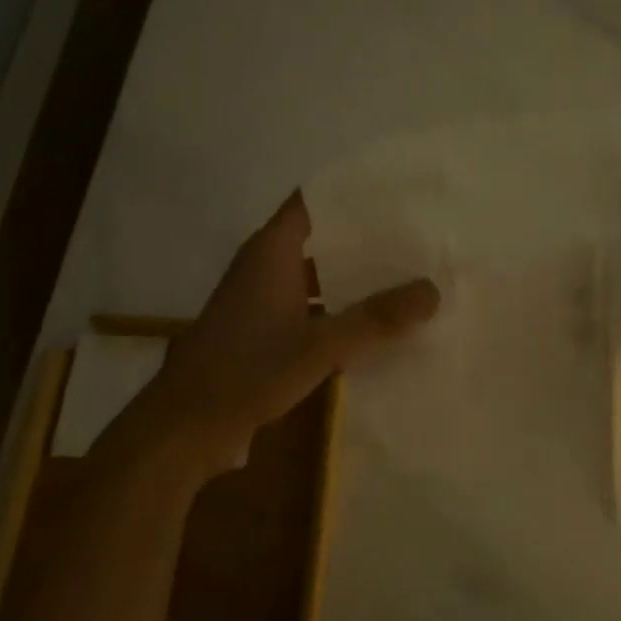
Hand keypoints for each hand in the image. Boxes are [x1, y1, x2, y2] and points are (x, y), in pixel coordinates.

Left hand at [119, 193, 440, 475]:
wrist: (188, 426)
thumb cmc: (249, 370)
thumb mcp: (320, 345)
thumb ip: (376, 318)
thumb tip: (433, 290)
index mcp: (271, 252)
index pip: (313, 202)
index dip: (351, 194)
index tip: (397, 194)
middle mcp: (264, 267)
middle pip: (321, 239)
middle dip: (365, 240)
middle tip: (417, 239)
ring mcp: (261, 302)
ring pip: (316, 278)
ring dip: (353, 280)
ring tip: (405, 279)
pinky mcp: (261, 333)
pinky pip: (309, 309)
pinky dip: (338, 312)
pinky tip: (373, 327)